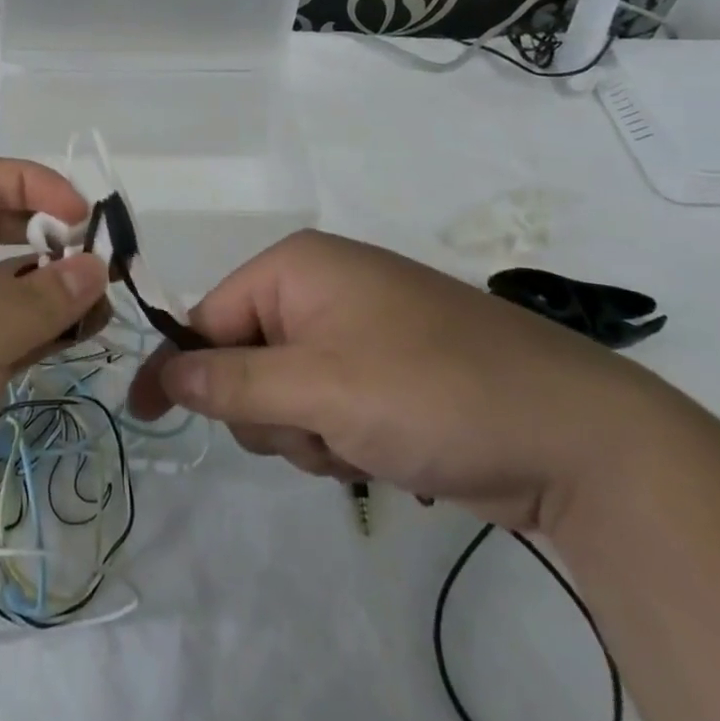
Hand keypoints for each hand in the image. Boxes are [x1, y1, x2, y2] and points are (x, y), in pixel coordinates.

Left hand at [0, 158, 107, 588]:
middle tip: (102, 262)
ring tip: (103, 305)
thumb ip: (40, 298)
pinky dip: (46, 327)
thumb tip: (97, 267)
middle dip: (50, 237)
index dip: (36, 185)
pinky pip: (10, 329)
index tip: (85, 217)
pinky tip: (85, 333)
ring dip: (56, 287)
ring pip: (9, 282)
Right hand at [128, 230, 659, 532]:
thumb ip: (232, 382)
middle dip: (266, 410)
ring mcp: (354, 330)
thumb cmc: (430, 391)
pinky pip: (324, 407)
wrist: (574, 436)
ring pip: (282, 392)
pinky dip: (338, 438)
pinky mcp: (382, 372)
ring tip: (361, 444)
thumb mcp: (319, 389)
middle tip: (315, 431)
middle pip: (242, 357)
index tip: (146, 416)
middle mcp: (320, 287)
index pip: (208, 314)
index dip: (179, 367)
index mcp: (297, 267)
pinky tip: (384, 452)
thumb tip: (163, 375)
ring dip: (306, 432)